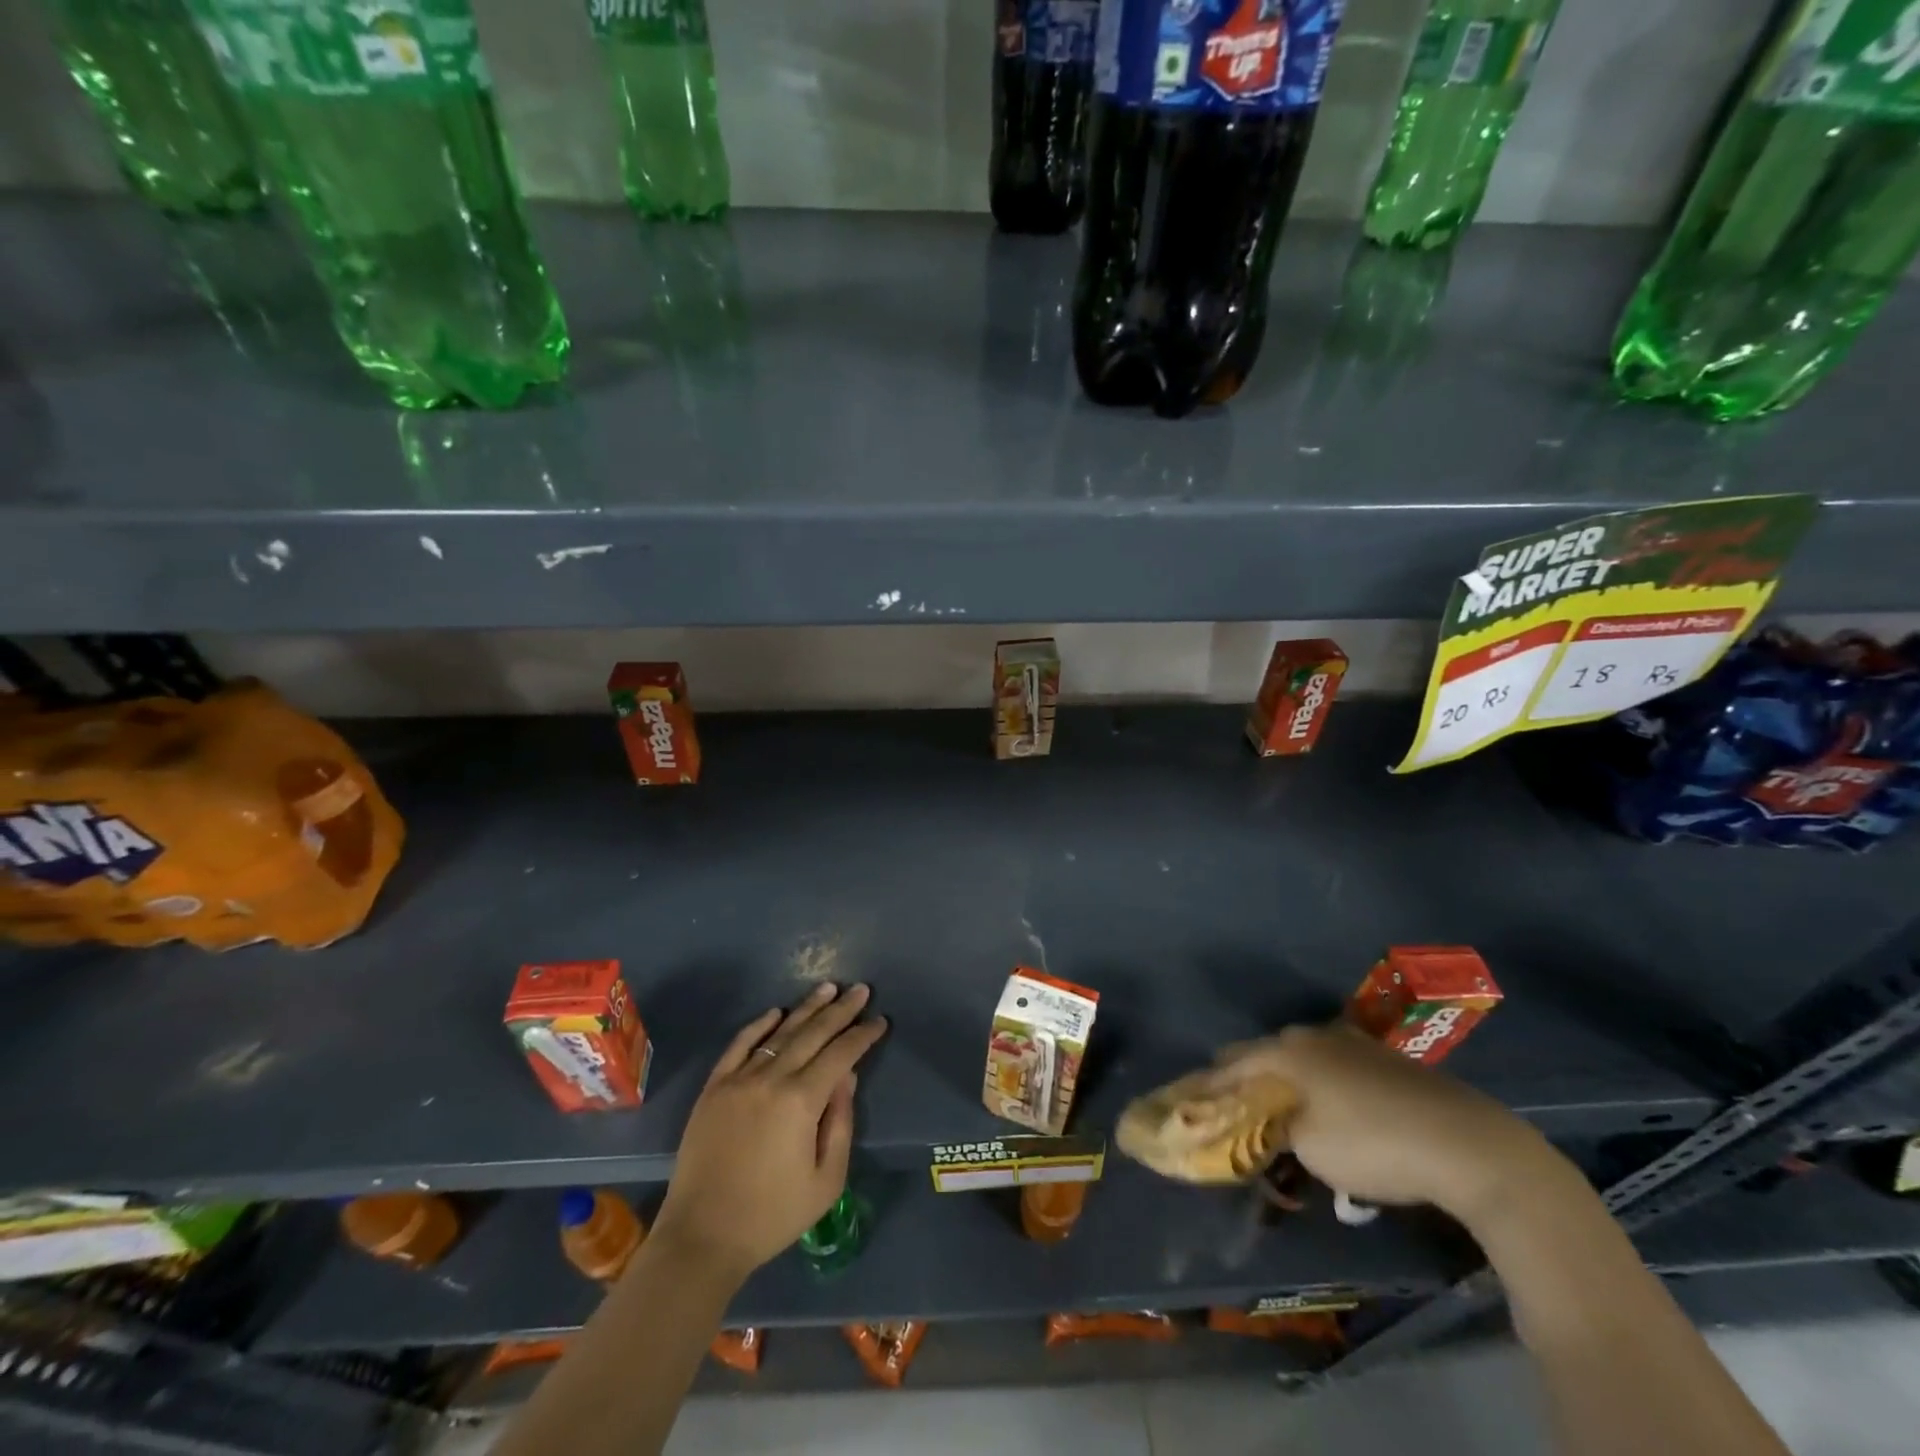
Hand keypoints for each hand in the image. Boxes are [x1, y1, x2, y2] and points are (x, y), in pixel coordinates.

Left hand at [649, 983, 887, 1286]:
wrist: (702, 1237)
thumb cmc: (772, 1215)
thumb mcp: (826, 1180)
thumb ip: (840, 1123)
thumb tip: (848, 1077)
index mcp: (802, 1101)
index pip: (840, 1055)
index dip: (862, 1036)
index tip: (879, 1021)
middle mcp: (772, 1079)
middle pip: (813, 1033)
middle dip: (841, 1010)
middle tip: (860, 989)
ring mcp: (739, 1079)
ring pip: (780, 1033)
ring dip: (806, 1008)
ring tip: (828, 988)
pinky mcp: (714, 1088)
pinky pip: (739, 1045)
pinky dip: (759, 1025)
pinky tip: (776, 1013)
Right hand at [1224, 1023, 1560, 1226]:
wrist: (1468, 1144)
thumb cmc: (1374, 1144)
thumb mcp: (1311, 1148)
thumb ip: (1275, 1130)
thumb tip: (1264, 1125)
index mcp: (1289, 1050)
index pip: (1234, 1062)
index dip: (1212, 1082)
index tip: (1193, 1099)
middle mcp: (1316, 1036)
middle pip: (1268, 1052)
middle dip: (1249, 1075)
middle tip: (1235, 1101)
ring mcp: (1355, 1043)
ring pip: (1304, 1055)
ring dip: (1288, 1076)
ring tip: (1280, 1102)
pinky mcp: (1388, 1060)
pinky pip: (1336, 1065)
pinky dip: (1321, 1081)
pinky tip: (1331, 1104)